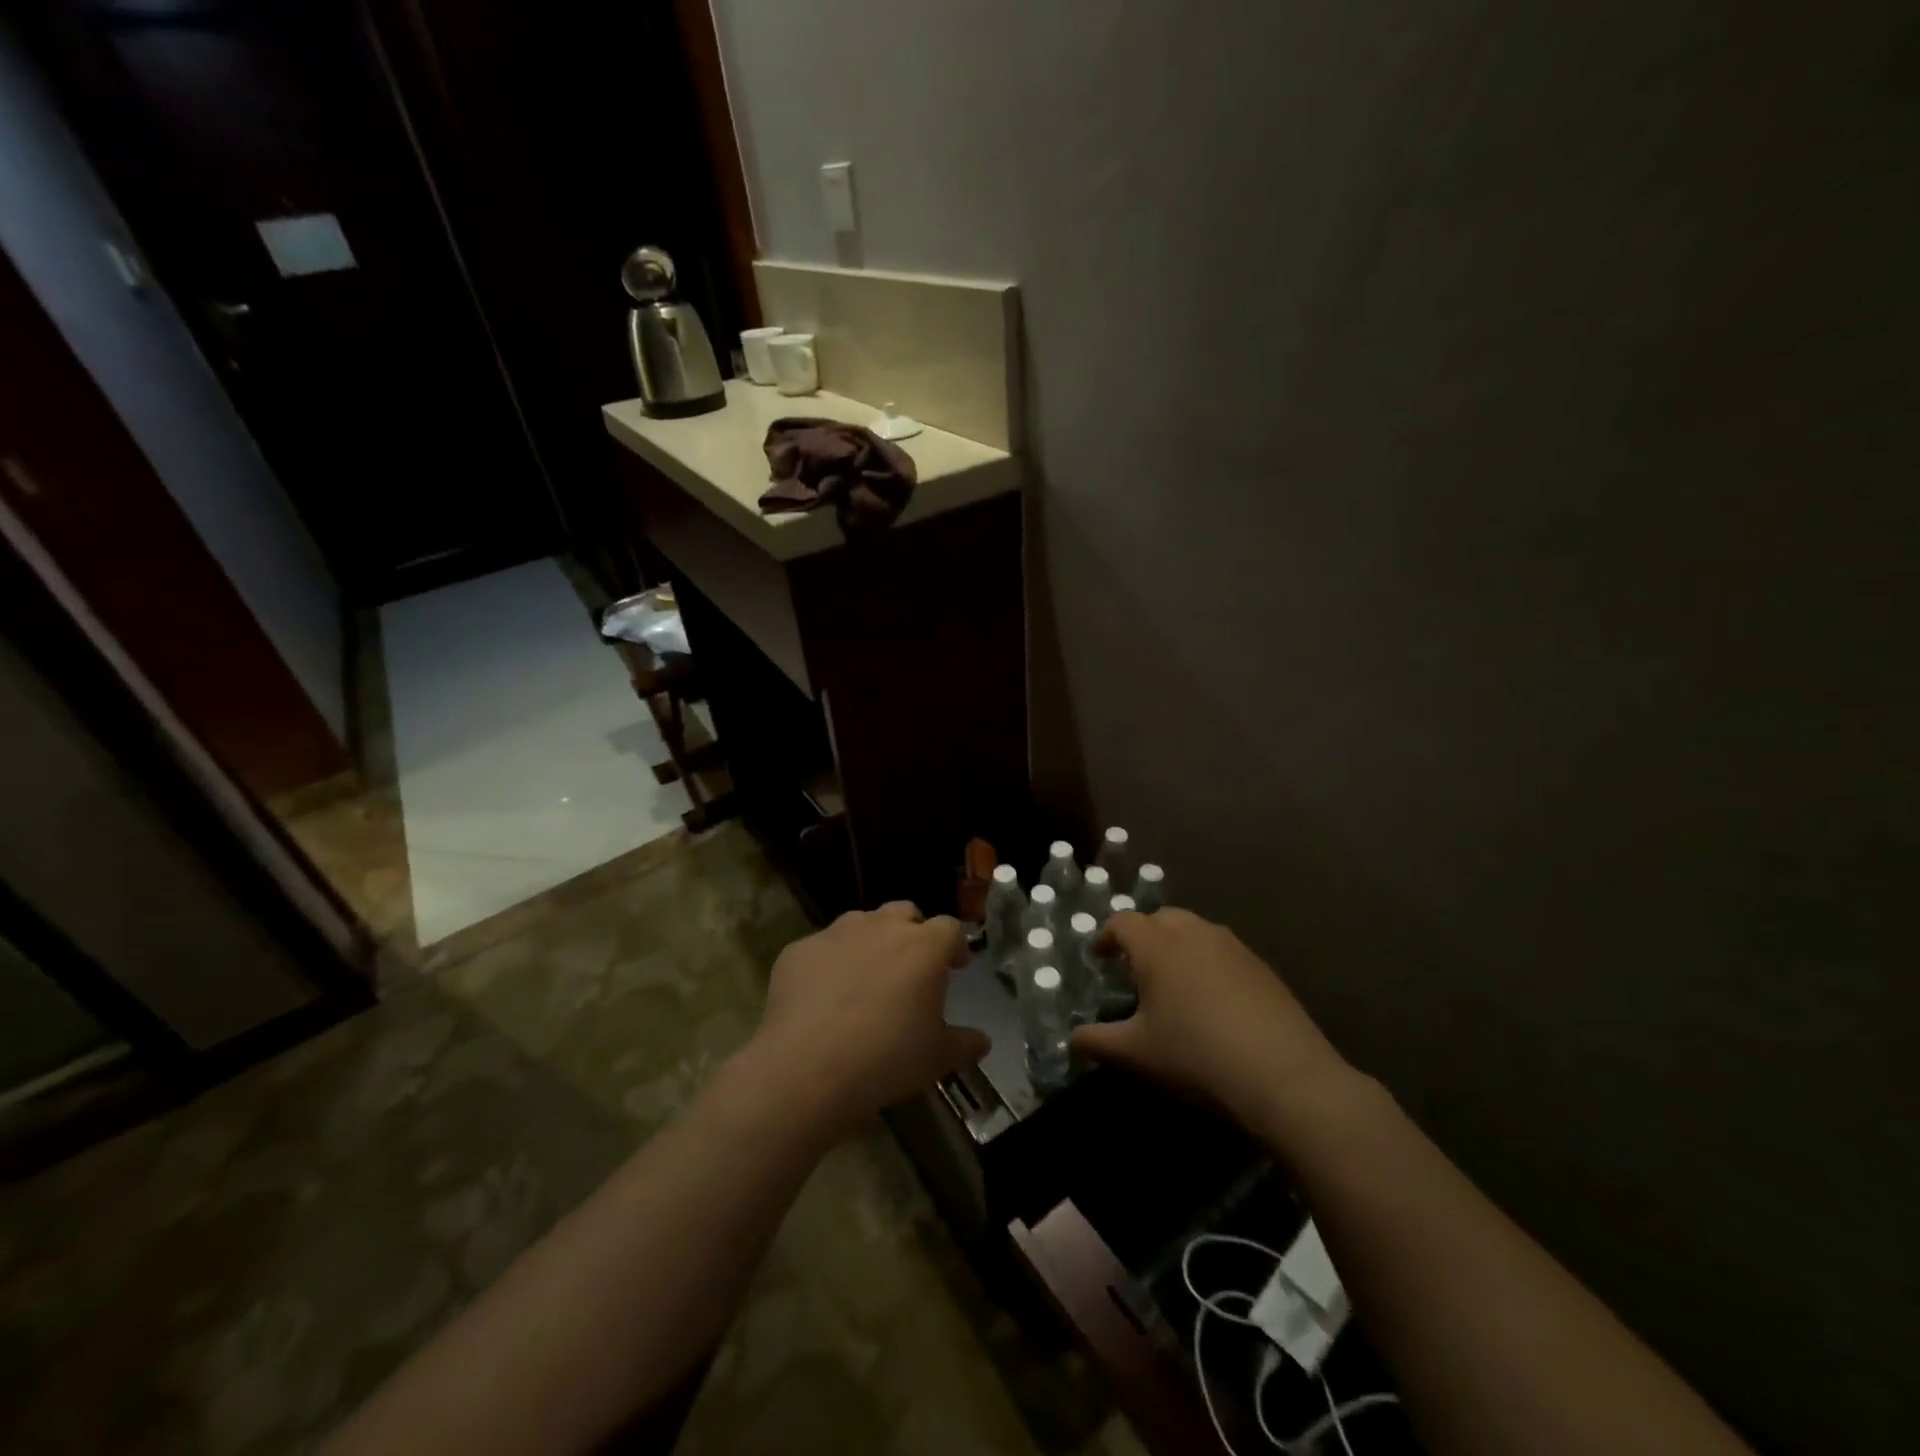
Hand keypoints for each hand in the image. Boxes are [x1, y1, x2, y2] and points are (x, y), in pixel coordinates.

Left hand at [745, 903, 988, 1133]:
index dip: (955, 946)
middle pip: (904, 913)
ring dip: (870, 941)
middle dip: (912, 933)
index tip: (956, 968)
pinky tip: (823, 997)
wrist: (807, 1067)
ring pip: (861, 923)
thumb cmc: (885, 1058)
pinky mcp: (799, 949)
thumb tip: (983, 1042)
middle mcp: (881, 927)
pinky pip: (822, 948)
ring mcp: (836, 933)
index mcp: (923, 946)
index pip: (949, 928)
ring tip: (865, 978)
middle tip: (911, 967)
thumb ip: (964, 1044)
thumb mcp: (936, 1058)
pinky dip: (829, 963)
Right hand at [1072, 908, 1351, 1122]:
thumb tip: (1073, 1039)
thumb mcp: (1137, 1053)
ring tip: (1172, 980)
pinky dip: (1207, 962)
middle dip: (1143, 935)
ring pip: (1195, 930)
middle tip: (1134, 966)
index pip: (1123, 923)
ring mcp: (1233, 946)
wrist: (1284, 1075)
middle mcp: (1194, 933)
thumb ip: (1098, 1042)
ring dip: (1177, 945)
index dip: (1107, 937)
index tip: (1099, 957)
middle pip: (1161, 918)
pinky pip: (1223, 950)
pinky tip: (1212, 999)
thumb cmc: (1196, 1056)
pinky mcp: (1262, 966)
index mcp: (1157, 945)